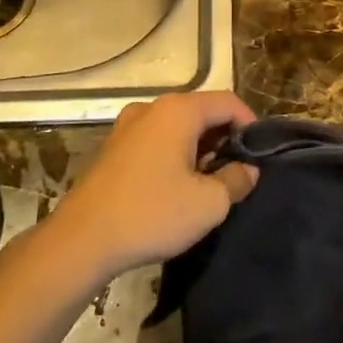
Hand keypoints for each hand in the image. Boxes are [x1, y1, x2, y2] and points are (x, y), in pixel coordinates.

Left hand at [47, 92, 258, 280]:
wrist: (82, 240)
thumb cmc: (152, 214)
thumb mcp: (209, 203)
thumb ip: (237, 180)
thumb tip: (248, 170)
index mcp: (178, 110)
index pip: (227, 102)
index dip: (251, 125)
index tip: (260, 156)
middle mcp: (151, 108)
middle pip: (202, 112)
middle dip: (225, 138)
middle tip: (238, 172)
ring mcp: (127, 126)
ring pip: (178, 127)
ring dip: (200, 149)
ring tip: (211, 184)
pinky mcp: (113, 149)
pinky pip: (156, 141)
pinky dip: (175, 155)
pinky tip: (178, 188)